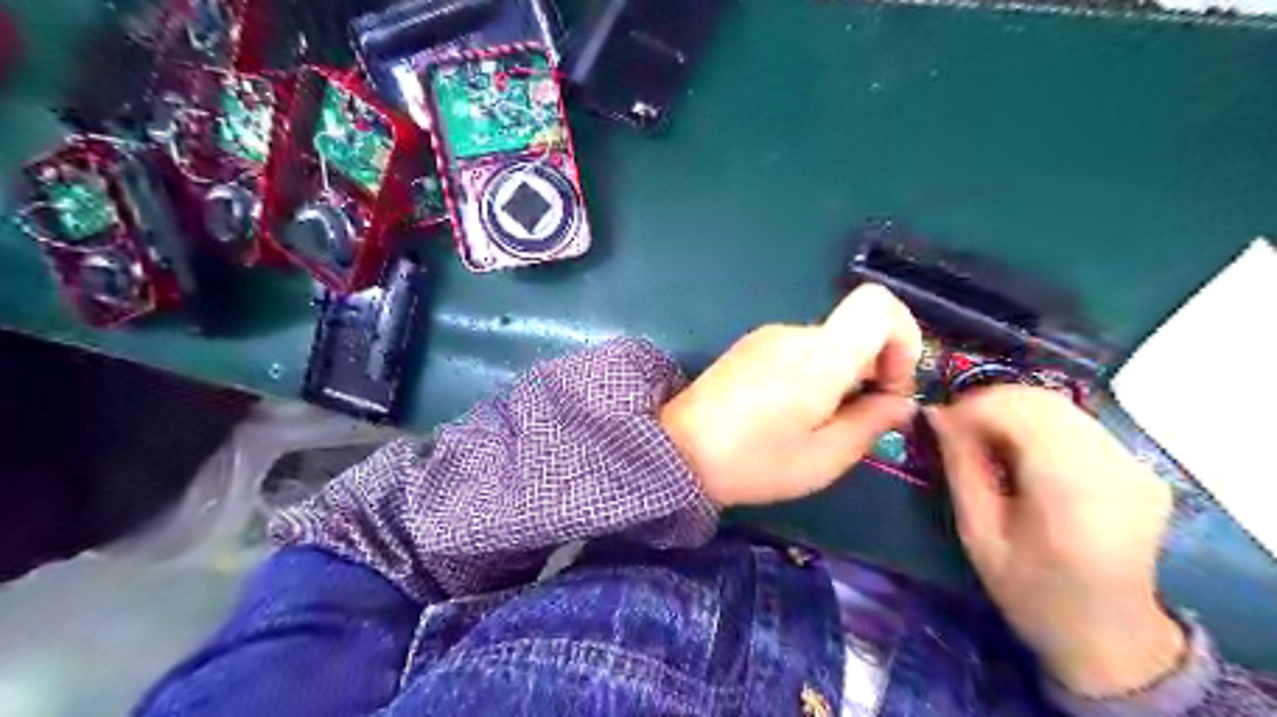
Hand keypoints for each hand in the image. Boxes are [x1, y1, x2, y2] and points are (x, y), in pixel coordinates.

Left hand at [664, 284, 923, 506]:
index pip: (878, 304)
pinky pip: (800, 350)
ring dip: (842, 377)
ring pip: (829, 344)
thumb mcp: (823, 459)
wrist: (675, 451)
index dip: (903, 337)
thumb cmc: (752, 462)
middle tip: (859, 420)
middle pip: (856, 330)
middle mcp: (794, 333)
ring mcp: (767, 337)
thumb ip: (871, 424)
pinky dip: (814, 375)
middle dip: (873, 370)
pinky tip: (791, 413)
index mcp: (819, 355)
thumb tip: (900, 401)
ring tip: (818, 424)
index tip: (891, 384)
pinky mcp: (750, 348)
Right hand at [931, 388, 1187, 696]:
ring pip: (1062, 406)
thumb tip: (936, 413)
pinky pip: (1077, 423)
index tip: (941, 421)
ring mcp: (1135, 467)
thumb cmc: (1032, 592)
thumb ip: (961, 468)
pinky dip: (1037, 423)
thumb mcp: (979, 535)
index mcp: (1072, 496)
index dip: (974, 405)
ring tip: (982, 436)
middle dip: (990, 402)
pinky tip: (1018, 449)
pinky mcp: (1139, 467)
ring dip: (1013, 409)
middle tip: (956, 426)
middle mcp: (1114, 471)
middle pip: (1045, 402)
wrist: (1111, 636)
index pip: (1023, 413)